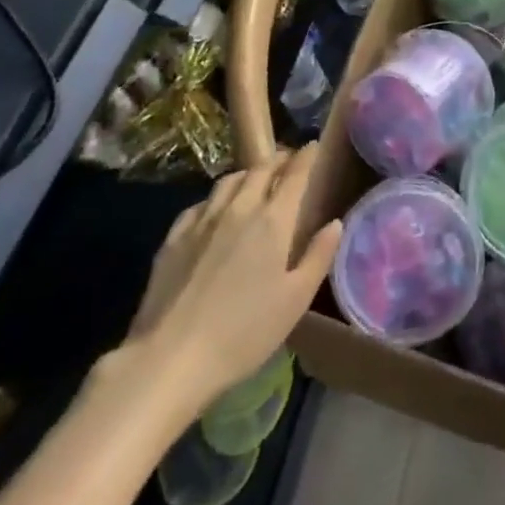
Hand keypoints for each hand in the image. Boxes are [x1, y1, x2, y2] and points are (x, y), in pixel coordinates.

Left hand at [117, 144, 342, 431]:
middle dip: (278, 159)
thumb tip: (335, 223)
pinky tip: (214, 211)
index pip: (294, 174)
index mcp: (273, 220)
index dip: (306, 156)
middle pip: (260, 169)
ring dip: (247, 174)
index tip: (313, 145)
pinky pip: (200, 204)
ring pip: (228, 180)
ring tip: (254, 180)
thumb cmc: (244, 332)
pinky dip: (215, 198)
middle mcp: (239, 208)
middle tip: (288, 160)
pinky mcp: (173, 238)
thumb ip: (318, 256)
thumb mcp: (295, 300)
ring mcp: (202, 221)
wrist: (170, 358)